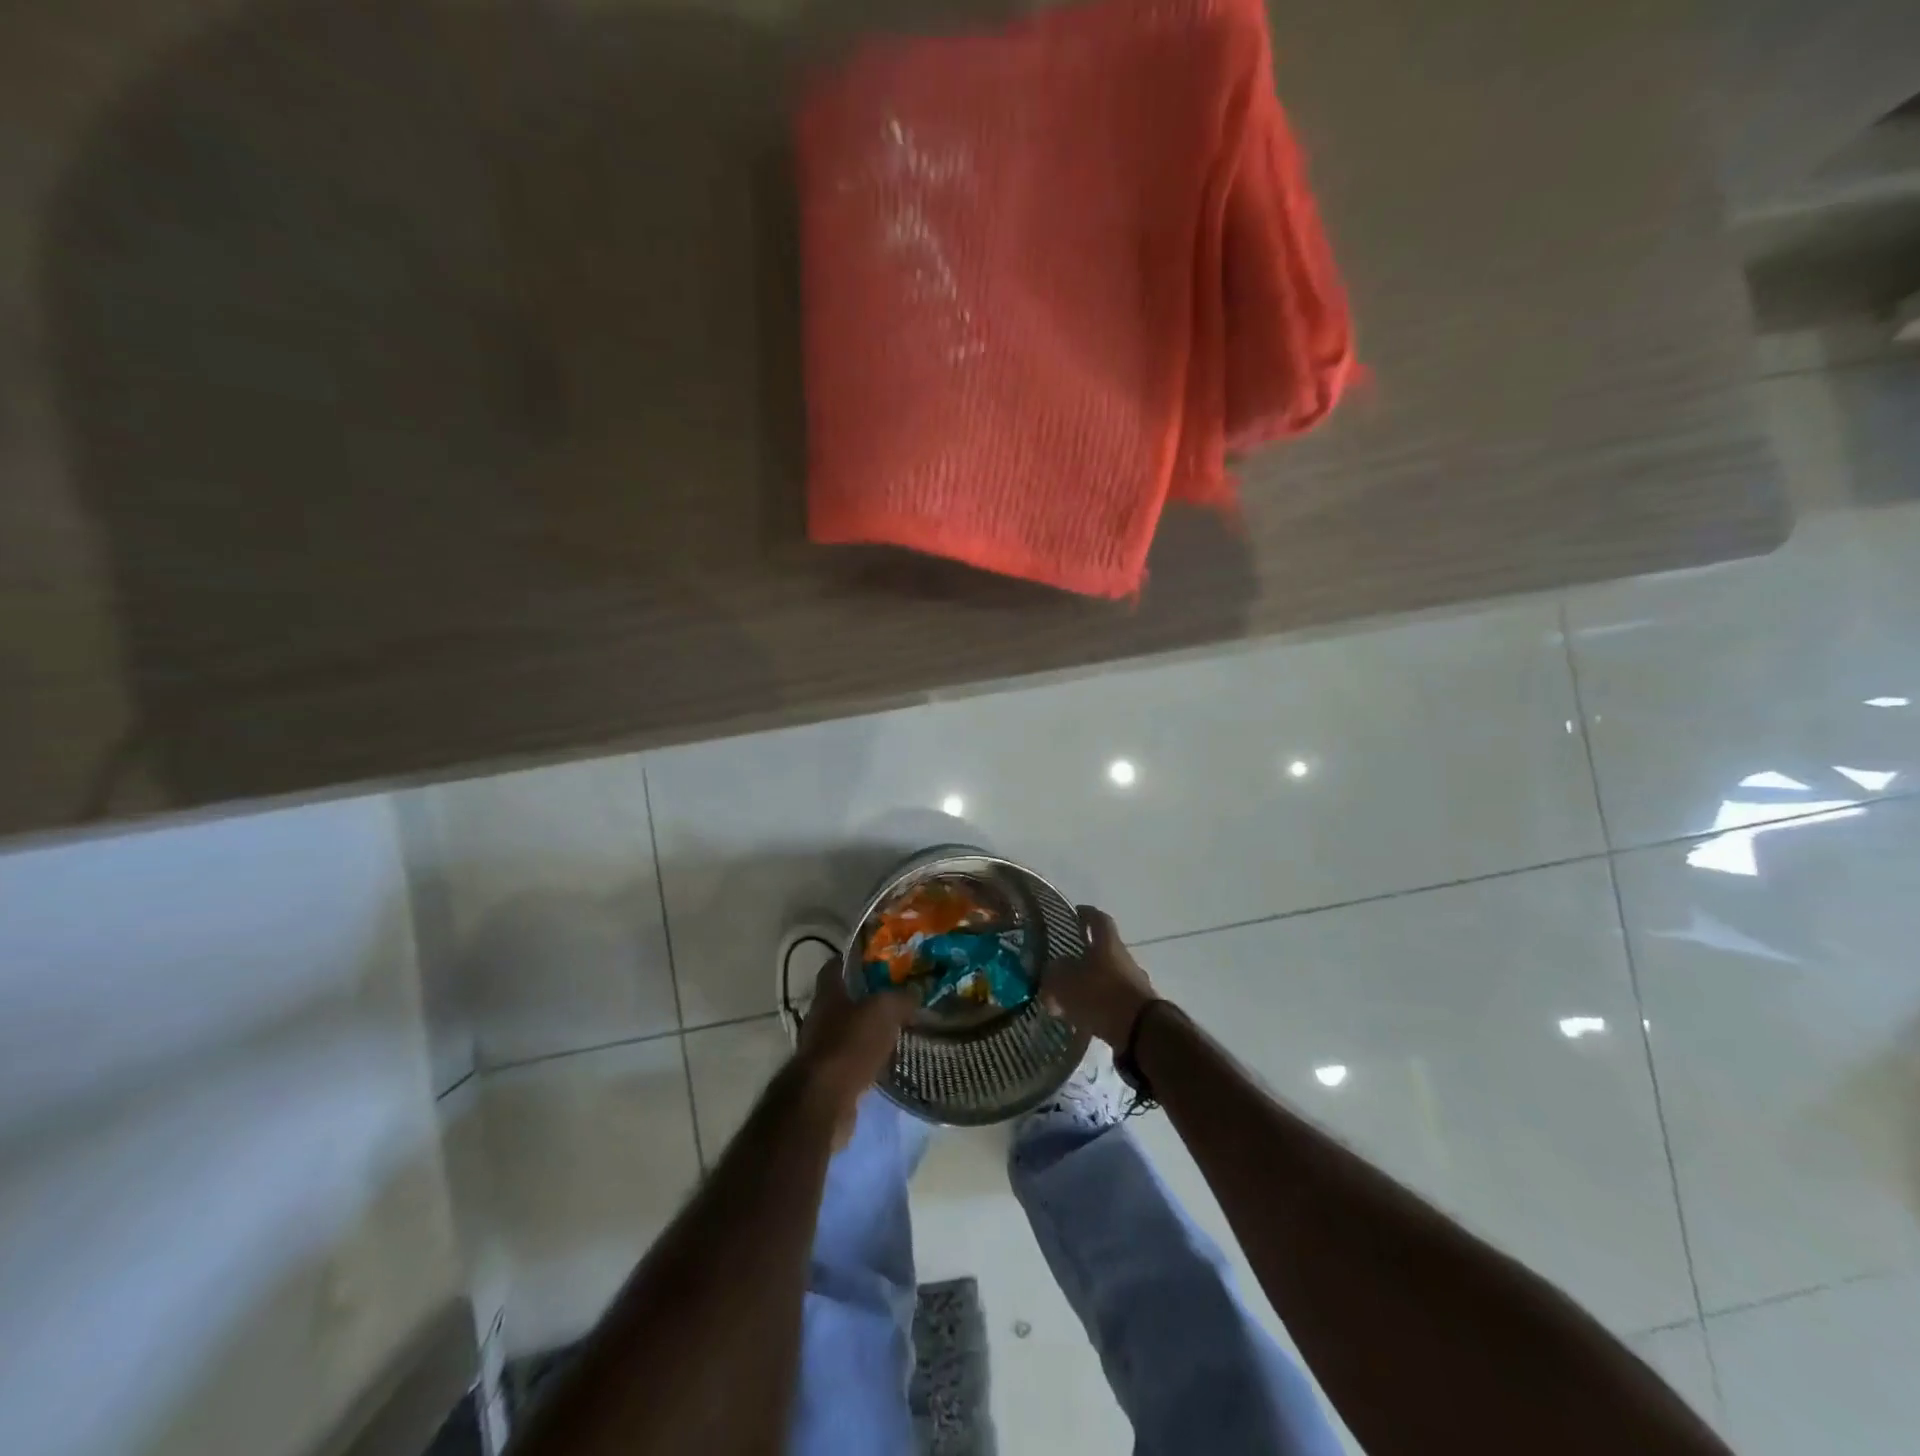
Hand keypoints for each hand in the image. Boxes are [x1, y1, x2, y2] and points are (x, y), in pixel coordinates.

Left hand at [795, 958, 916, 1146]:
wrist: (823, 1101)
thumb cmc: (850, 1044)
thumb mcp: (884, 1011)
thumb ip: (900, 999)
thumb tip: (914, 994)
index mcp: (828, 994)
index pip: (835, 966)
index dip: (853, 959)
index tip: (876, 958)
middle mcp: (819, 1017)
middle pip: (842, 1000)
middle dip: (867, 997)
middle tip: (896, 995)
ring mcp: (820, 1048)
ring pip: (848, 1031)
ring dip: (868, 1030)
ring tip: (897, 1028)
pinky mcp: (827, 1077)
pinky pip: (850, 1059)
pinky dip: (866, 1058)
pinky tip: (888, 1060)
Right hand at [1040, 905, 1159, 1048]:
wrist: (1141, 1031)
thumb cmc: (1101, 995)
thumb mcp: (1066, 982)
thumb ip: (1054, 974)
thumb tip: (1052, 972)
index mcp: (1108, 943)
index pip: (1098, 919)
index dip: (1086, 914)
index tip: (1075, 913)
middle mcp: (1123, 958)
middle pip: (1103, 950)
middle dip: (1084, 955)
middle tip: (1063, 963)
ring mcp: (1133, 983)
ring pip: (1107, 976)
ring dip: (1090, 983)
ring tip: (1069, 996)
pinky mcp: (1137, 1008)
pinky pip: (1112, 1000)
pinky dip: (1098, 1005)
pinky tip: (1083, 1018)